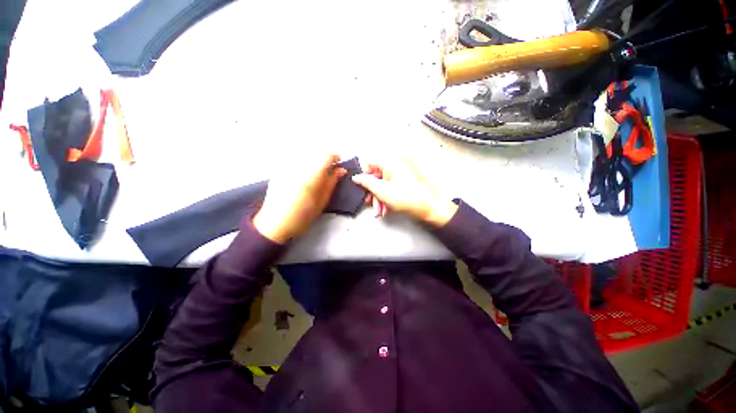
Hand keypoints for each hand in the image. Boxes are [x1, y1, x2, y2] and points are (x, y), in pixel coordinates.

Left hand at [253, 153, 346, 242]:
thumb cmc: (303, 216)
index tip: (338, 163)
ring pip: (305, 152)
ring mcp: (286, 167)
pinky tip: (305, 171)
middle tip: (330, 167)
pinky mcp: (279, 168)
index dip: (335, 157)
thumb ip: (332, 182)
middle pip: (315, 151)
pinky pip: (295, 157)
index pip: (326, 157)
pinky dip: (304, 159)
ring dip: (315, 156)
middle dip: (325, 156)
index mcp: (310, 178)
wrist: (275, 222)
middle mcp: (297, 168)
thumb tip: (341, 170)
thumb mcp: (322, 201)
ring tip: (318, 169)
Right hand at [352, 159, 457, 226]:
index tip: (363, 188)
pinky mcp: (405, 181)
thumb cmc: (409, 198)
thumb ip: (366, 182)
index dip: (364, 176)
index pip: (370, 163)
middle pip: (377, 176)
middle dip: (373, 193)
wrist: (430, 208)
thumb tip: (356, 177)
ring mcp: (402, 173)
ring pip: (383, 183)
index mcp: (391, 162)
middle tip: (371, 203)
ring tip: (380, 211)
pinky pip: (391, 186)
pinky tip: (386, 209)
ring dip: (379, 198)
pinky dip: (387, 197)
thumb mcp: (382, 191)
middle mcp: (396, 164)